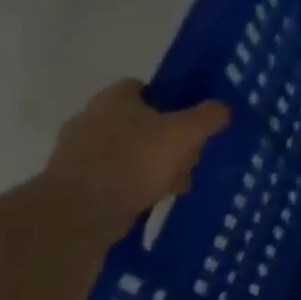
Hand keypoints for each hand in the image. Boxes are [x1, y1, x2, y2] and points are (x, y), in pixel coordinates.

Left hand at [42, 80, 230, 234]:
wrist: (80, 212)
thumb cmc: (134, 161)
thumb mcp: (185, 133)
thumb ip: (210, 115)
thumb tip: (223, 108)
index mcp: (114, 98)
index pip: (145, 87)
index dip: (172, 101)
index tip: (191, 121)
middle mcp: (92, 118)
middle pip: (144, 122)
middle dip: (171, 140)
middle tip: (191, 157)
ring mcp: (80, 151)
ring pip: (134, 150)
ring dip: (158, 164)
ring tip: (178, 183)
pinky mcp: (77, 180)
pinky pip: (118, 174)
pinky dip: (138, 183)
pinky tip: (156, 196)